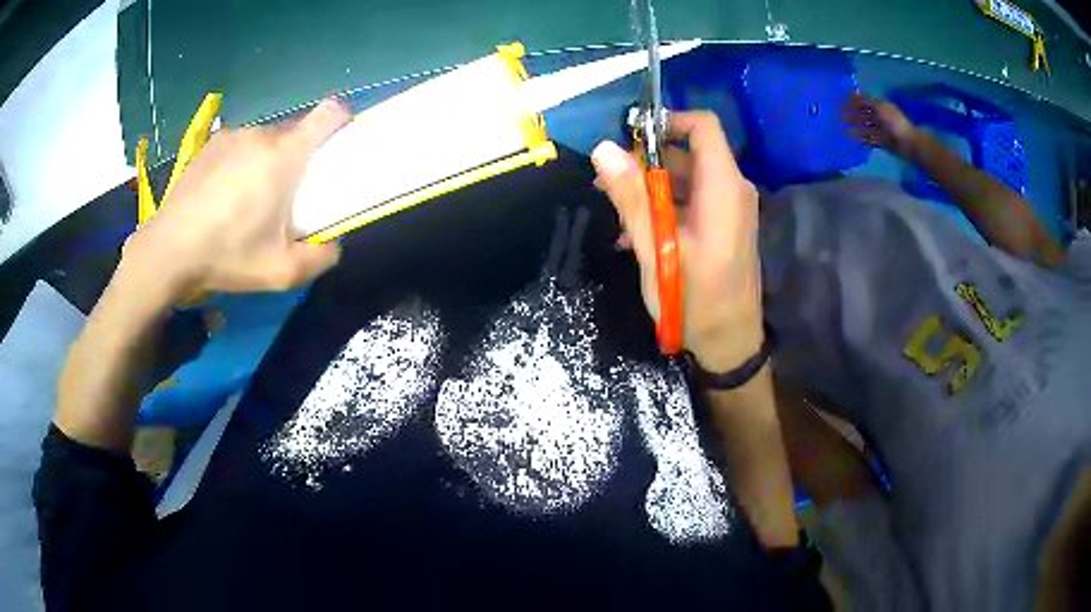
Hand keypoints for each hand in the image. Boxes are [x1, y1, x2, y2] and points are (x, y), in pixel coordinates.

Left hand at [121, 98, 351, 303]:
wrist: (167, 251)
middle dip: (298, 159)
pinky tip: (222, 194)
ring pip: (266, 140)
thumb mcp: (281, 273)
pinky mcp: (211, 143)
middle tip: (281, 197)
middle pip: (296, 133)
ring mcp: (233, 136)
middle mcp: (261, 135)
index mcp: (284, 156)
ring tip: (246, 199)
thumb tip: (333, 242)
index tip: (335, 149)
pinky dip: (242, 162)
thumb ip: (320, 258)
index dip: (341, 122)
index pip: (329, 113)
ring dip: (268, 161)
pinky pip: (241, 145)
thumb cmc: (225, 257)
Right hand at [592, 112, 762, 371]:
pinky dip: (665, 206)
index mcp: (723, 187)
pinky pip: (692, 200)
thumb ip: (632, 197)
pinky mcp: (723, 226)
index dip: (666, 121)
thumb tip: (604, 149)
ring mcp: (730, 209)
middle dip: (647, 160)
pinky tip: (636, 233)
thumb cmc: (695, 299)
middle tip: (608, 183)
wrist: (729, 344)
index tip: (630, 138)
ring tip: (617, 214)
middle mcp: (732, 189)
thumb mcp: (657, 249)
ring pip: (687, 177)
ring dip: (650, 187)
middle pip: (689, 151)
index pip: (703, 126)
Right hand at [843, 94, 918, 157]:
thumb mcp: (879, 107)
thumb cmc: (894, 122)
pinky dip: (862, 139)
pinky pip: (870, 139)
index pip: (864, 101)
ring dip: (856, 127)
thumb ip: (866, 100)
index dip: (853, 101)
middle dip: (853, 115)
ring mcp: (881, 130)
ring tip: (844, 129)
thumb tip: (854, 91)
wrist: (908, 143)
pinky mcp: (882, 142)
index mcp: (880, 106)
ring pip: (866, 127)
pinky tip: (854, 139)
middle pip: (864, 114)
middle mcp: (880, 116)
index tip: (841, 102)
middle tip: (840, 117)